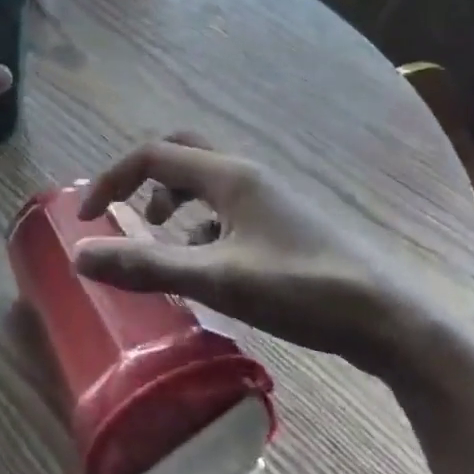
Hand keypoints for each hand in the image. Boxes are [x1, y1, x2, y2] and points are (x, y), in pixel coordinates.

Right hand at [74, 134, 467, 380]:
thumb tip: (80, 255)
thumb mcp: (217, 280)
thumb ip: (146, 266)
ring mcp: (272, 198)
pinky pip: (228, 207)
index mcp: (230, 175)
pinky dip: (202, 224)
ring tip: (159, 238)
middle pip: (182, 152)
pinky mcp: (286, 224)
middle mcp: (249, 174)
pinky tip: (207, 263)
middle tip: (122, 212)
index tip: (86, 218)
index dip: (111, 179)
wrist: (393, 321)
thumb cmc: (303, 290)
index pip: (153, 155)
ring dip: (173, 199)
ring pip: (207, 180)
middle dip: (143, 178)